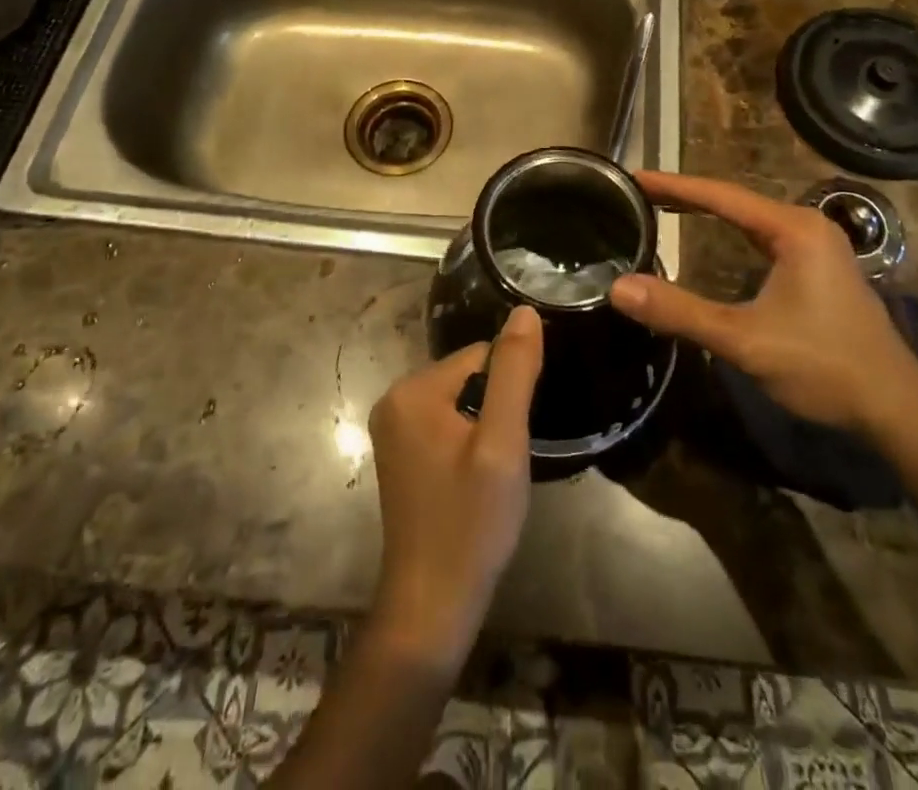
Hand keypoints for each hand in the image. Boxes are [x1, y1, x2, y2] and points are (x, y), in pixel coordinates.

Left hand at [366, 305, 542, 670]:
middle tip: (508, 457)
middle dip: (496, 407)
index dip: (510, 390)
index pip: (480, 356)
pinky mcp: (400, 453)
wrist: (432, 606)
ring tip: (495, 471)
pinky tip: (476, 479)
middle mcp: (394, 399)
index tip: (519, 432)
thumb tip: (524, 311)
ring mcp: (393, 429)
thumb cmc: (471, 523)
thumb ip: (514, 372)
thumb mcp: (502, 444)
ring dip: (485, 426)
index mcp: (413, 390)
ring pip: (460, 401)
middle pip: (468, 376)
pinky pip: (446, 423)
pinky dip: (468, 440)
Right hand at [609, 171, 917, 432]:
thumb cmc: (822, 365)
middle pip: (735, 200)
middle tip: (640, 192)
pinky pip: (763, 235)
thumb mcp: (744, 340)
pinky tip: (712, 237)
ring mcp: (817, 245)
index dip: (673, 185)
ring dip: (708, 211)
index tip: (634, 177)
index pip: (720, 195)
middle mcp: (807, 226)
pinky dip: (731, 230)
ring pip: (750, 217)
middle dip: (686, 194)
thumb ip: (680, 312)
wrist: (895, 407)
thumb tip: (618, 289)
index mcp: (793, 229)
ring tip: (664, 206)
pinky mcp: (819, 267)